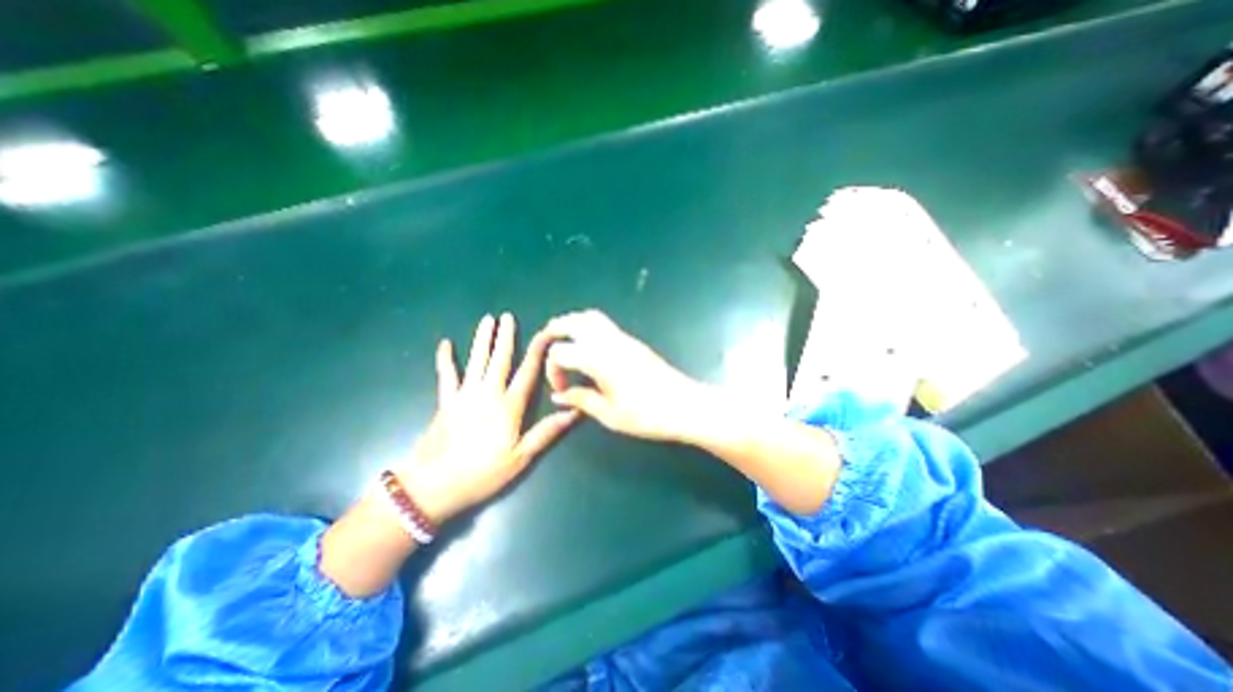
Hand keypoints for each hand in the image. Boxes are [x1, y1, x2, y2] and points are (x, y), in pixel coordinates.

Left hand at [400, 313, 583, 522]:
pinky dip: (445, 360)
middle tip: (507, 316)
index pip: (527, 372)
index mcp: (509, 406)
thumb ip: (547, 431)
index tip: (544, 333)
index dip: (537, 351)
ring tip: (487, 320)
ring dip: (482, 340)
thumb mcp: (521, 457)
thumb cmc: (482, 473)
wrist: (432, 487)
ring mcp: (464, 395)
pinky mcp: (446, 402)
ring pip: (476, 361)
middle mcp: (487, 394)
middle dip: (505, 337)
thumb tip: (575, 412)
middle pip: (499, 360)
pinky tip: (445, 344)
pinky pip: (446, 376)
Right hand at [543, 308, 708, 441]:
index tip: (561, 389)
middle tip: (545, 345)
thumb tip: (559, 395)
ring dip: (572, 324)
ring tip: (564, 342)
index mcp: (597, 359)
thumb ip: (580, 399)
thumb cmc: (646, 414)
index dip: (552, 370)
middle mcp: (607, 341)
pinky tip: (588, 348)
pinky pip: (604, 324)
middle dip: (554, 330)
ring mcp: (622, 338)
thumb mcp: (608, 413)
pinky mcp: (632, 342)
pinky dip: (587, 327)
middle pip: (573, 322)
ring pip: (590, 318)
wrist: (684, 405)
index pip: (560, 352)